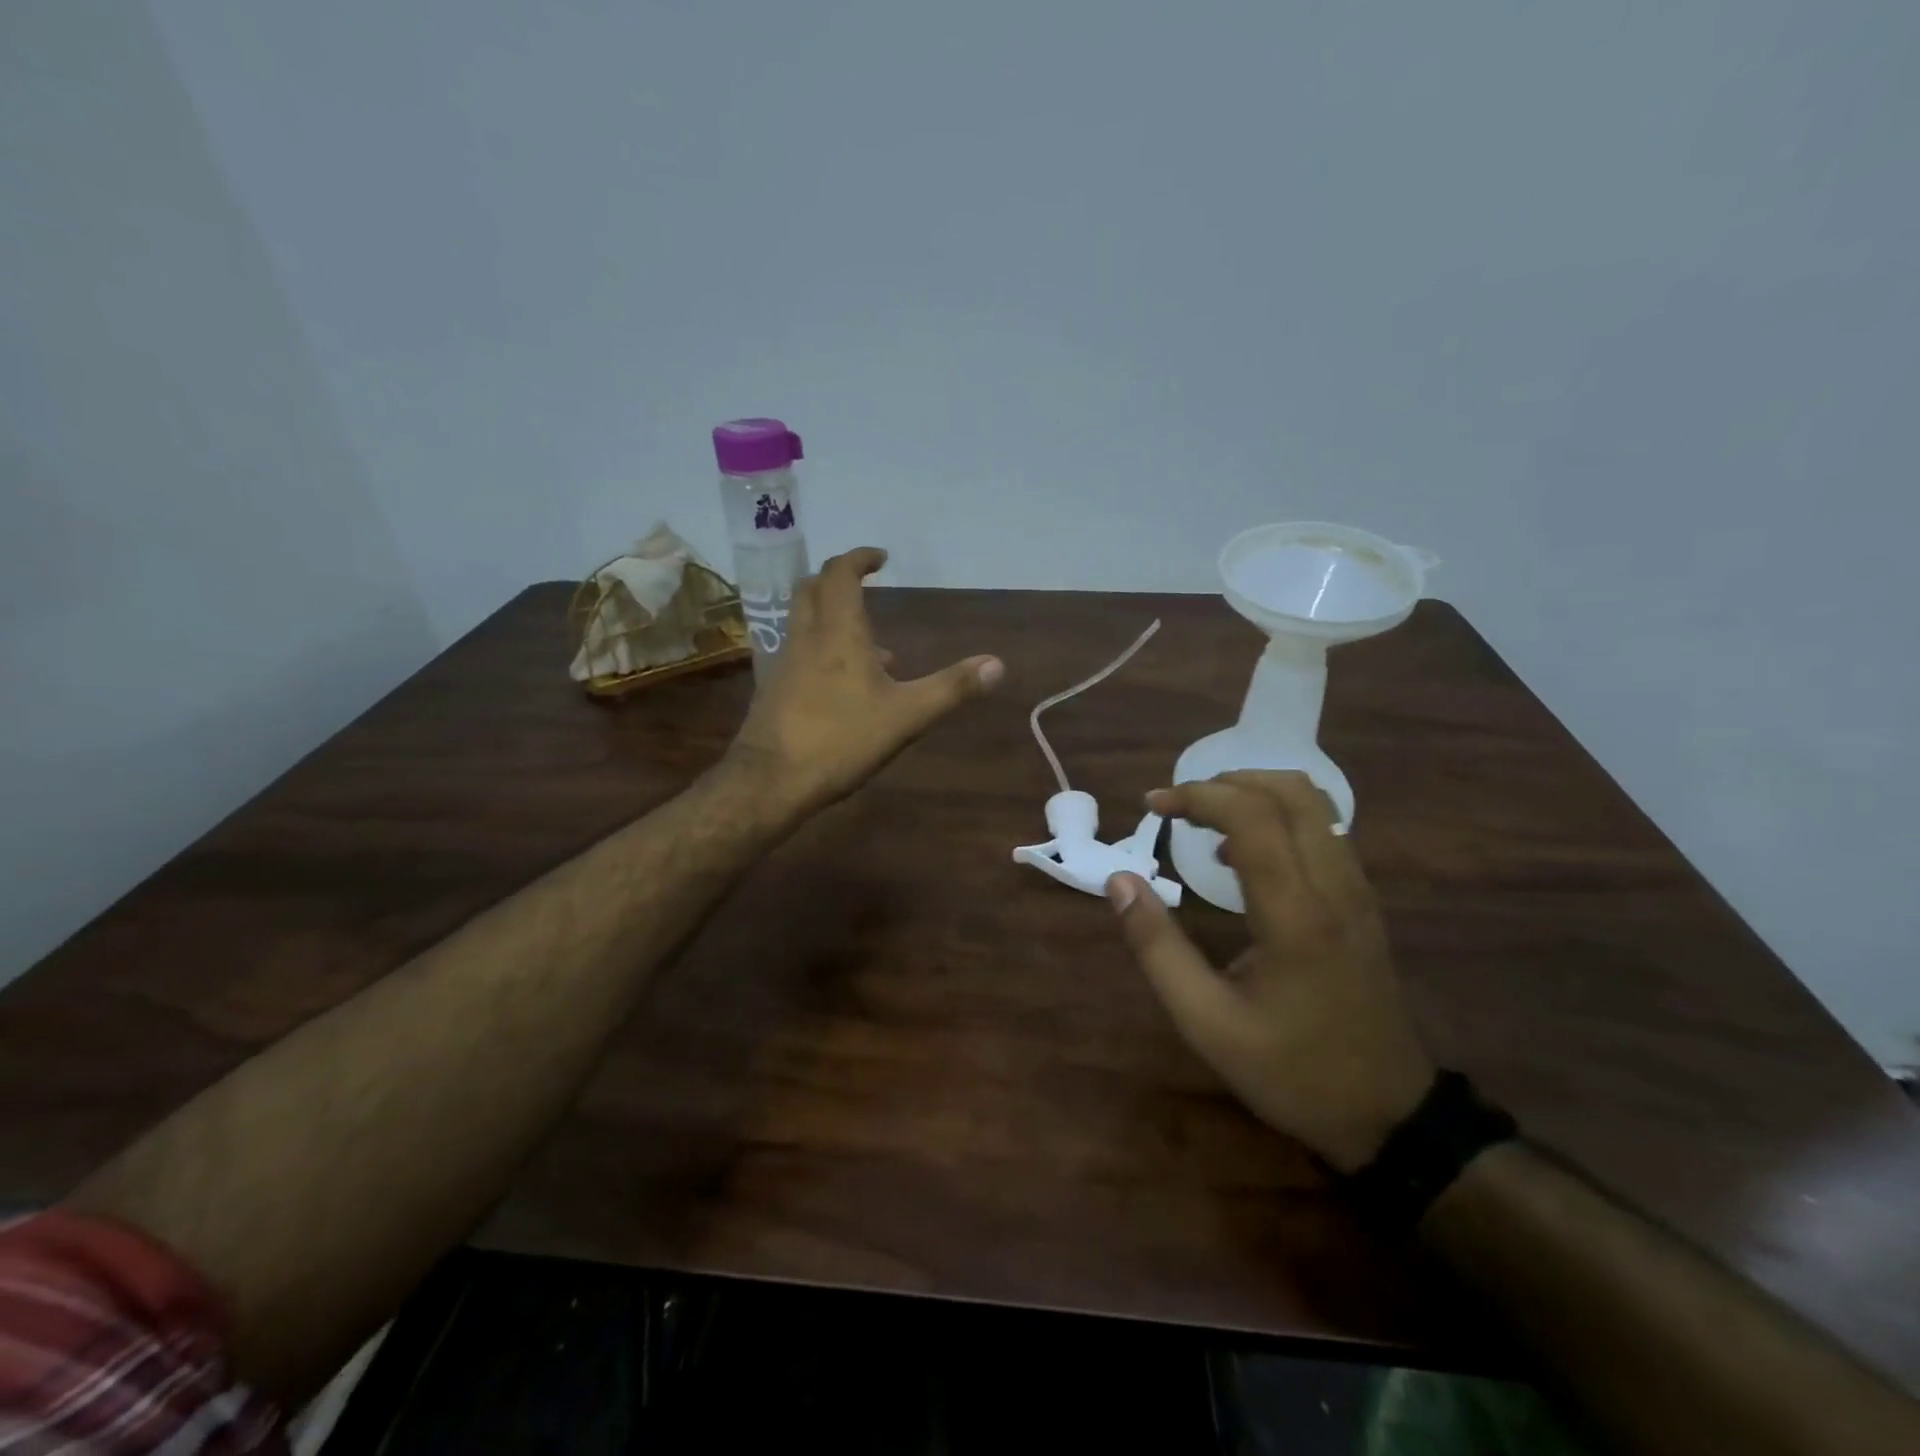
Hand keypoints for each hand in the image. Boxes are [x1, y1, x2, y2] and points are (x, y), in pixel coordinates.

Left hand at [725, 547, 1002, 818]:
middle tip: (864, 584)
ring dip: (832, 618)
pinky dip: (822, 650)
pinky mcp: (774, 690)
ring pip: (804, 623)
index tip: (880, 557)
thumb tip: (998, 664)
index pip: (840, 574)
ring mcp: (784, 664)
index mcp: (838, 633)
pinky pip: (800, 653)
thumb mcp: (907, 716)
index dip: (859, 558)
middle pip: (811, 589)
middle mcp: (806, 638)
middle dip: (837, 579)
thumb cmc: (841, 740)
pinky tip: (845, 688)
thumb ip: (952, 688)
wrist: (770, 781)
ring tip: (872, 646)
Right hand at [1106, 771, 1433, 1172]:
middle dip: (1227, 782)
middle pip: (1291, 792)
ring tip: (1207, 821)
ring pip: (1315, 805)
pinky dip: (1280, 817)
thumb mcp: (1206, 1022)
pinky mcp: (1364, 903)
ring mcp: (1359, 893)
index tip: (1153, 806)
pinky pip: (1325, 831)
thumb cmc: (1291, 1071)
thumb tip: (1120, 881)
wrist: (1389, 1117)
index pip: (1252, 817)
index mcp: (1297, 915)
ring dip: (1256, 794)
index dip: (1197, 797)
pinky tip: (1244, 855)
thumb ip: (1157, 947)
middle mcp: (1336, 888)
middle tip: (1180, 805)